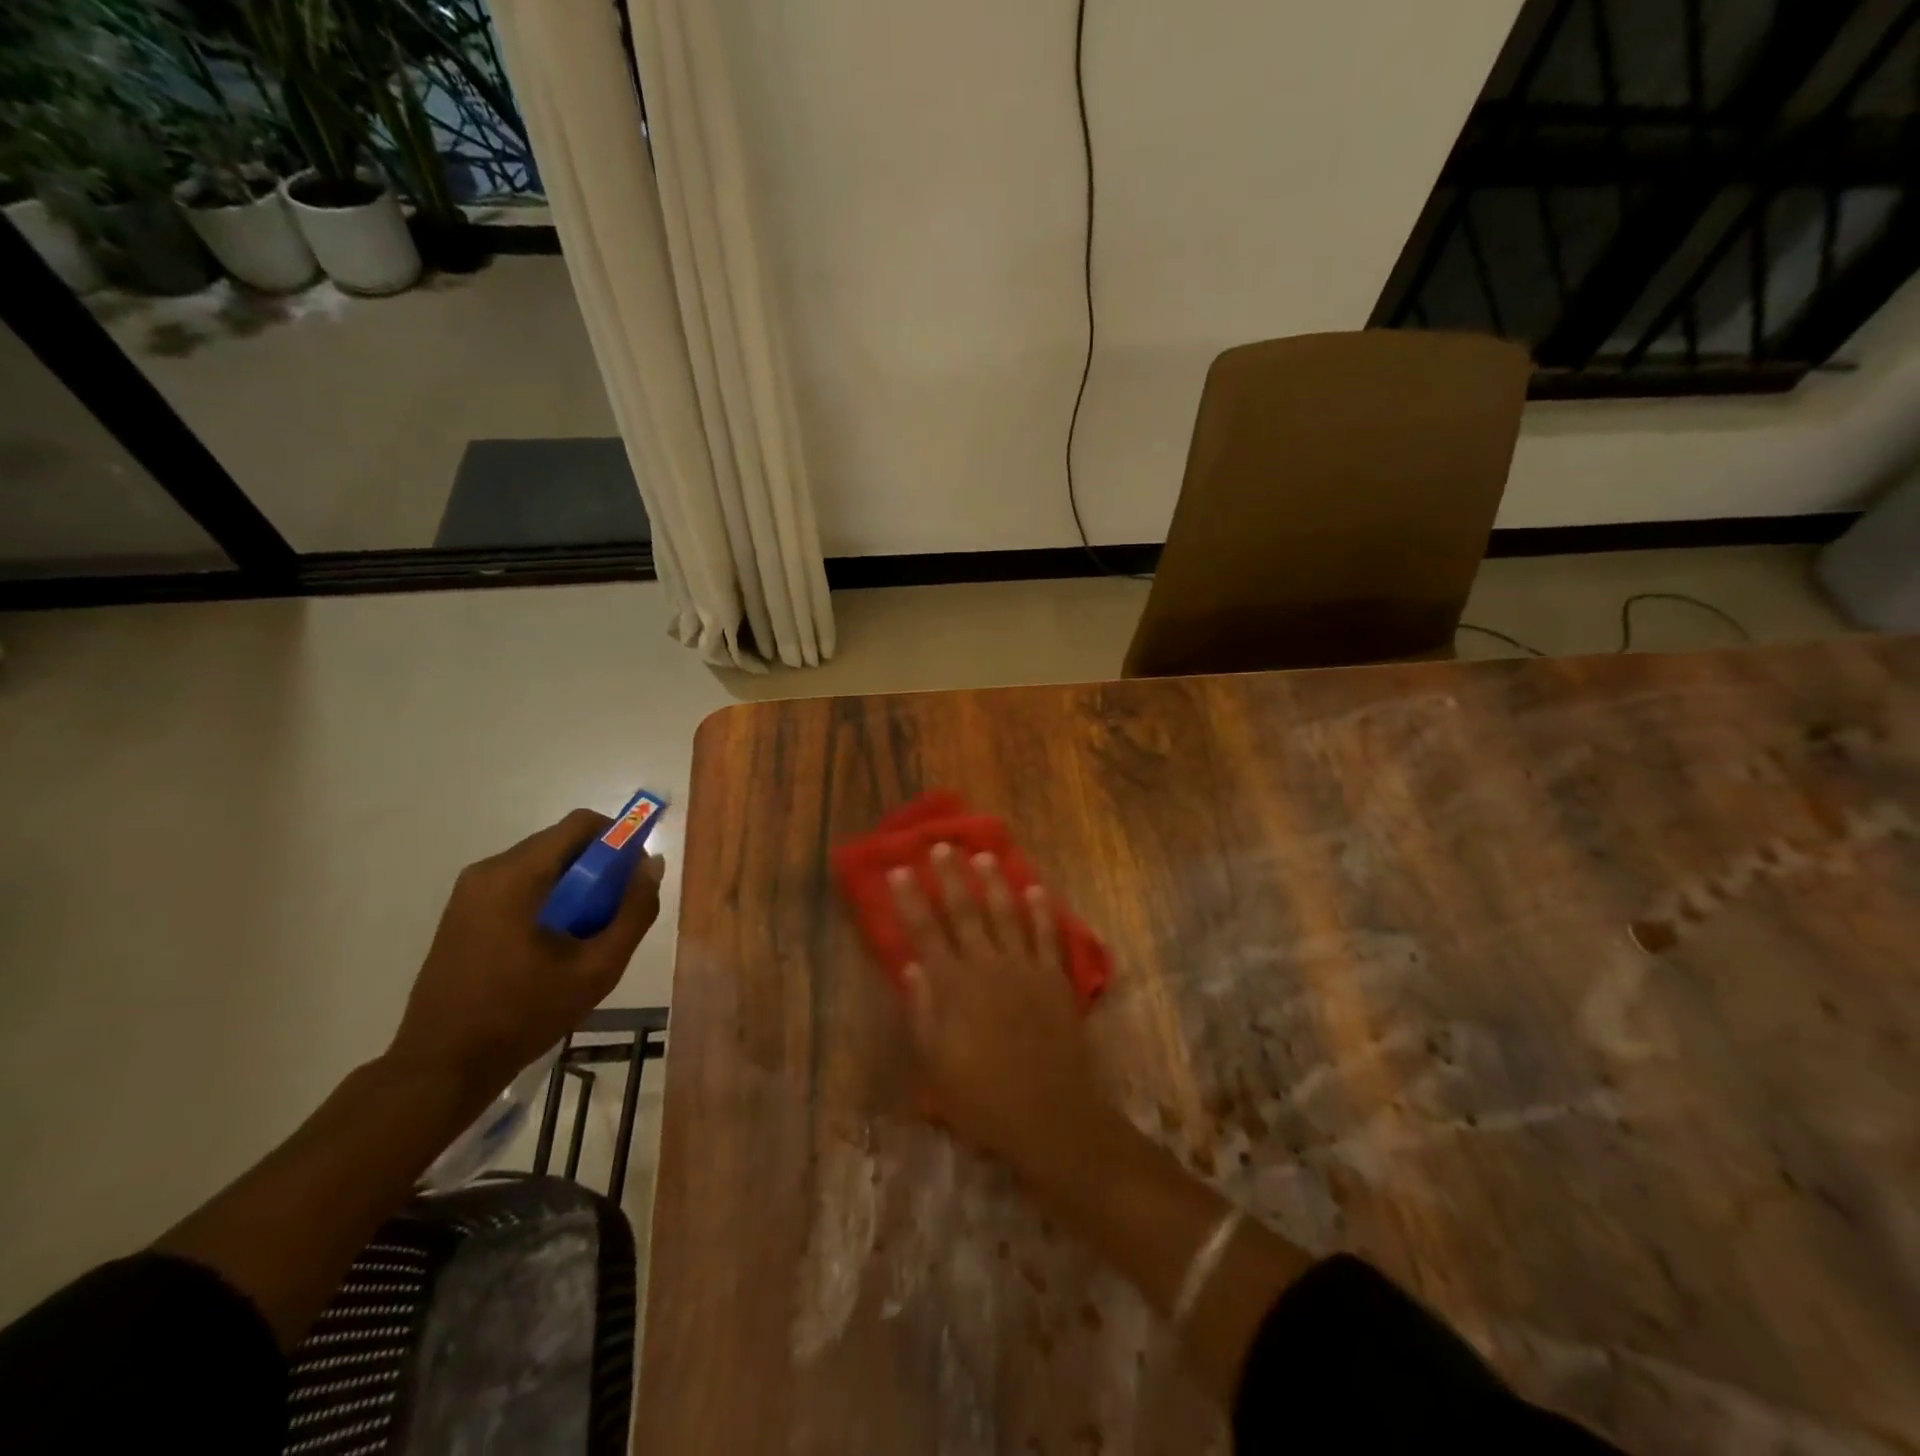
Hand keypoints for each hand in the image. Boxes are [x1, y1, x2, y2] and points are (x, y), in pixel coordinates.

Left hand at [388, 810, 664, 1092]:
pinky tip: (554, 945)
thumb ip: (634, 912)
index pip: (582, 824)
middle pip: (562, 843)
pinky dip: (549, 899)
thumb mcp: (597, 967)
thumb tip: (653, 865)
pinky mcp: (463, 912)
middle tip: (616, 913)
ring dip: (575, 886)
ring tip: (586, 935)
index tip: (635, 876)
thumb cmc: (524, 1014)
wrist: (442, 1066)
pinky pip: (520, 885)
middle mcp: (489, 870)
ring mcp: (470, 891)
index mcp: (517, 876)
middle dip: (599, 868)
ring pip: (542, 865)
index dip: (619, 838)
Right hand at [887, 843, 1113, 1179]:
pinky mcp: (1055, 978)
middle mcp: (987, 966)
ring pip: (1006, 914)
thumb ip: (922, 1012)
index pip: (925, 932)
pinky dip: (1042, 911)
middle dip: (951, 877)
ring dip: (994, 883)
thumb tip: (912, 967)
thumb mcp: (936, 1063)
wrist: (1049, 1113)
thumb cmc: (982, 1096)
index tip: (898, 870)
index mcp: (953, 986)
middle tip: (941, 846)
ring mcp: (1025, 968)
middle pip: (965, 912)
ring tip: (984, 856)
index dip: (910, 900)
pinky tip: (1036, 889)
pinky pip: (1048, 936)